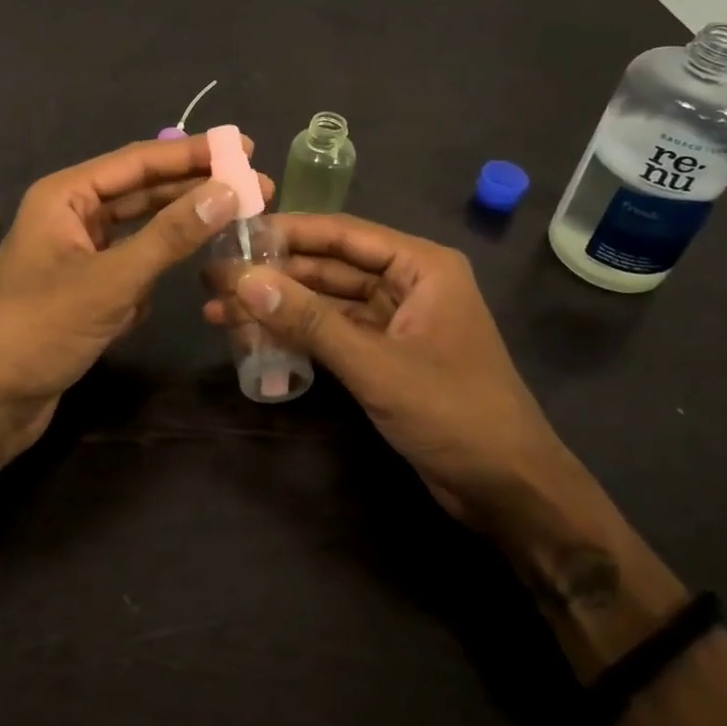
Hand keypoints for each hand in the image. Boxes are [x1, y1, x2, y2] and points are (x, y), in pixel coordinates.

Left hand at [0, 134, 269, 457]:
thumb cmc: (42, 328)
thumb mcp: (112, 280)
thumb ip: (171, 235)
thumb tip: (228, 191)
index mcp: (65, 195)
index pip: (138, 161)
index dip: (193, 153)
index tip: (243, 149)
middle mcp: (71, 214)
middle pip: (142, 190)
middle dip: (194, 188)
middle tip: (254, 186)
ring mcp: (78, 251)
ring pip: (140, 228)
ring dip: (180, 228)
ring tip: (233, 221)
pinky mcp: (85, 285)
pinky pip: (132, 262)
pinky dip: (157, 266)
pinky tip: (185, 271)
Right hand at [203, 213, 563, 528]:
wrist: (511, 494)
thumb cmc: (454, 413)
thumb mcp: (376, 365)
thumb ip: (309, 321)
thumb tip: (243, 280)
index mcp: (421, 266)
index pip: (343, 234)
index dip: (288, 231)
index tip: (236, 233)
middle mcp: (409, 282)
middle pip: (330, 266)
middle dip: (275, 274)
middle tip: (216, 277)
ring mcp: (397, 319)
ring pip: (328, 301)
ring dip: (281, 305)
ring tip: (221, 309)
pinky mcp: (386, 354)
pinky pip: (334, 332)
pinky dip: (299, 334)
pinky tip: (256, 336)